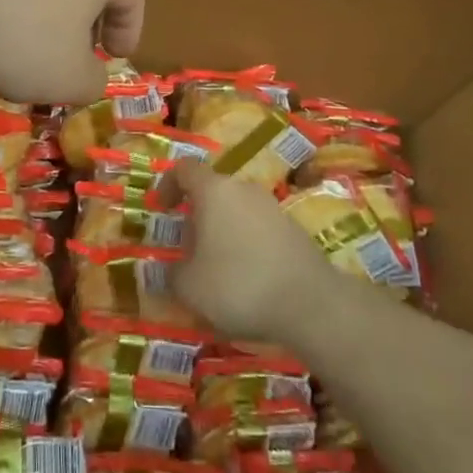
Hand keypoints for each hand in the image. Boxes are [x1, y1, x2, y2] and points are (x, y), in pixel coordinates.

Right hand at [164, 161, 331, 343]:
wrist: (312, 303)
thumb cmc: (239, 285)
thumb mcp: (190, 287)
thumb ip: (172, 274)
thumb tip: (168, 269)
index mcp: (213, 190)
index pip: (184, 168)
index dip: (168, 184)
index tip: (161, 209)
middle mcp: (243, 188)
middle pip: (212, 190)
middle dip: (197, 215)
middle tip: (188, 247)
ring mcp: (272, 206)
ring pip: (236, 209)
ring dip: (222, 230)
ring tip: (217, 267)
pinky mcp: (293, 228)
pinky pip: (258, 227)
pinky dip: (246, 243)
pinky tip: (248, 278)